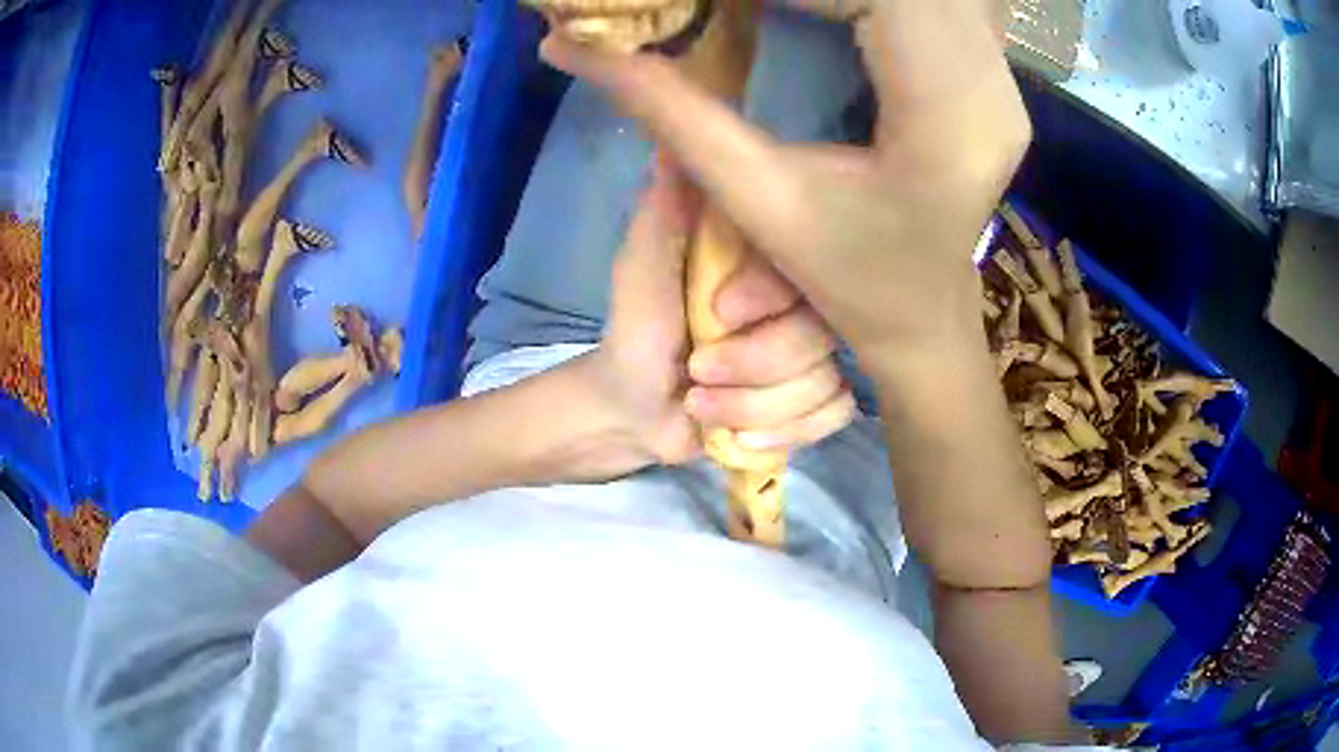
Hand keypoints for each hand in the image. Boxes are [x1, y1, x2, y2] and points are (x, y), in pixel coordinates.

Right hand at [541, 0, 1030, 372]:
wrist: (928, 317)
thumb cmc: (850, 281)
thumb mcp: (755, 195)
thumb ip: (666, 106)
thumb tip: (568, 43)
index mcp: (943, 117)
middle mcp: (989, 84)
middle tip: (728, 1)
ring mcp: (999, 75)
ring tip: (763, 5)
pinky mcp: (990, 71)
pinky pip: (934, 0)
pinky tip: (817, 7)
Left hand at [590, 159, 855, 468]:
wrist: (632, 409)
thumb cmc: (636, 330)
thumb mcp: (641, 267)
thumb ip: (662, 211)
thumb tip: (674, 142)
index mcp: (767, 265)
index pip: (809, 269)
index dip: (771, 300)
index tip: (718, 312)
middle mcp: (799, 303)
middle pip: (822, 337)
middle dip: (754, 367)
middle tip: (697, 374)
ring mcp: (812, 356)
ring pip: (826, 382)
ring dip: (755, 408)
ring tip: (702, 407)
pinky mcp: (814, 402)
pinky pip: (834, 413)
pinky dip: (787, 431)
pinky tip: (744, 437)